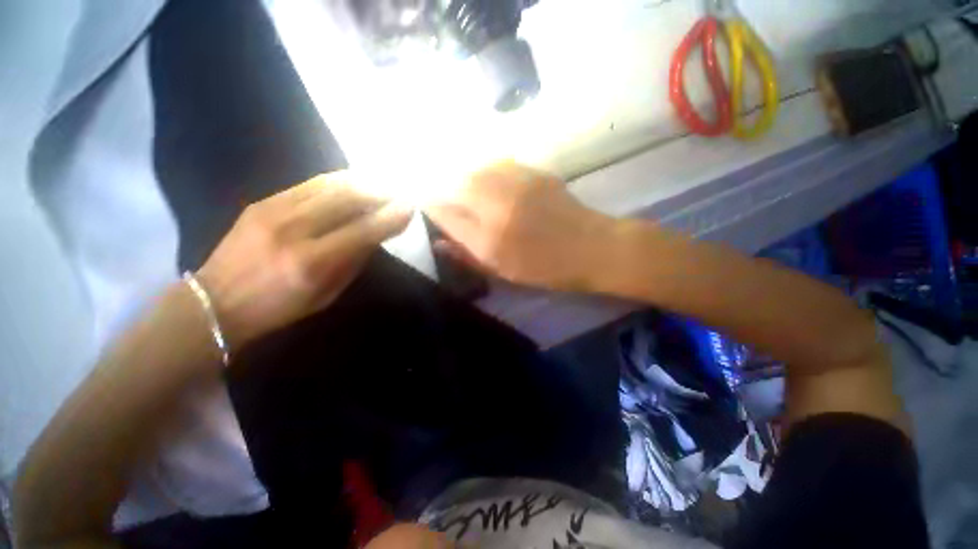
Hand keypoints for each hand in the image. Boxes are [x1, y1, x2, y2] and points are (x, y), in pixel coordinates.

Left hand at [197, 171, 411, 347]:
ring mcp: (274, 211)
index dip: (391, 218)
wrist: (215, 302)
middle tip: (398, 193)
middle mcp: (294, 230)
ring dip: (362, 182)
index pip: (364, 231)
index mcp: (312, 262)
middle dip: (380, 193)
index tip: (410, 208)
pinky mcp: (262, 202)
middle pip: (348, 199)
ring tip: (381, 185)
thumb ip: (354, 261)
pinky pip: (309, 184)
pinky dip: (337, 181)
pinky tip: (353, 182)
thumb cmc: (279, 308)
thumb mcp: (327, 294)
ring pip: (329, 185)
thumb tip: (376, 235)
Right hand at [426, 162, 614, 290]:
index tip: (426, 205)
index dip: (431, 207)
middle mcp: (497, 205)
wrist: (590, 248)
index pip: (445, 213)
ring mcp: (516, 184)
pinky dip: (485, 171)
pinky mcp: (532, 171)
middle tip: (442, 196)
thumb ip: (466, 254)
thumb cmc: (544, 268)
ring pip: (475, 170)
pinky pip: (497, 164)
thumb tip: (439, 240)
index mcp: (488, 238)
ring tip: (464, 188)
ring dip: (463, 177)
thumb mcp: (501, 271)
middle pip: (455, 184)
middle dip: (443, 188)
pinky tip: (489, 182)